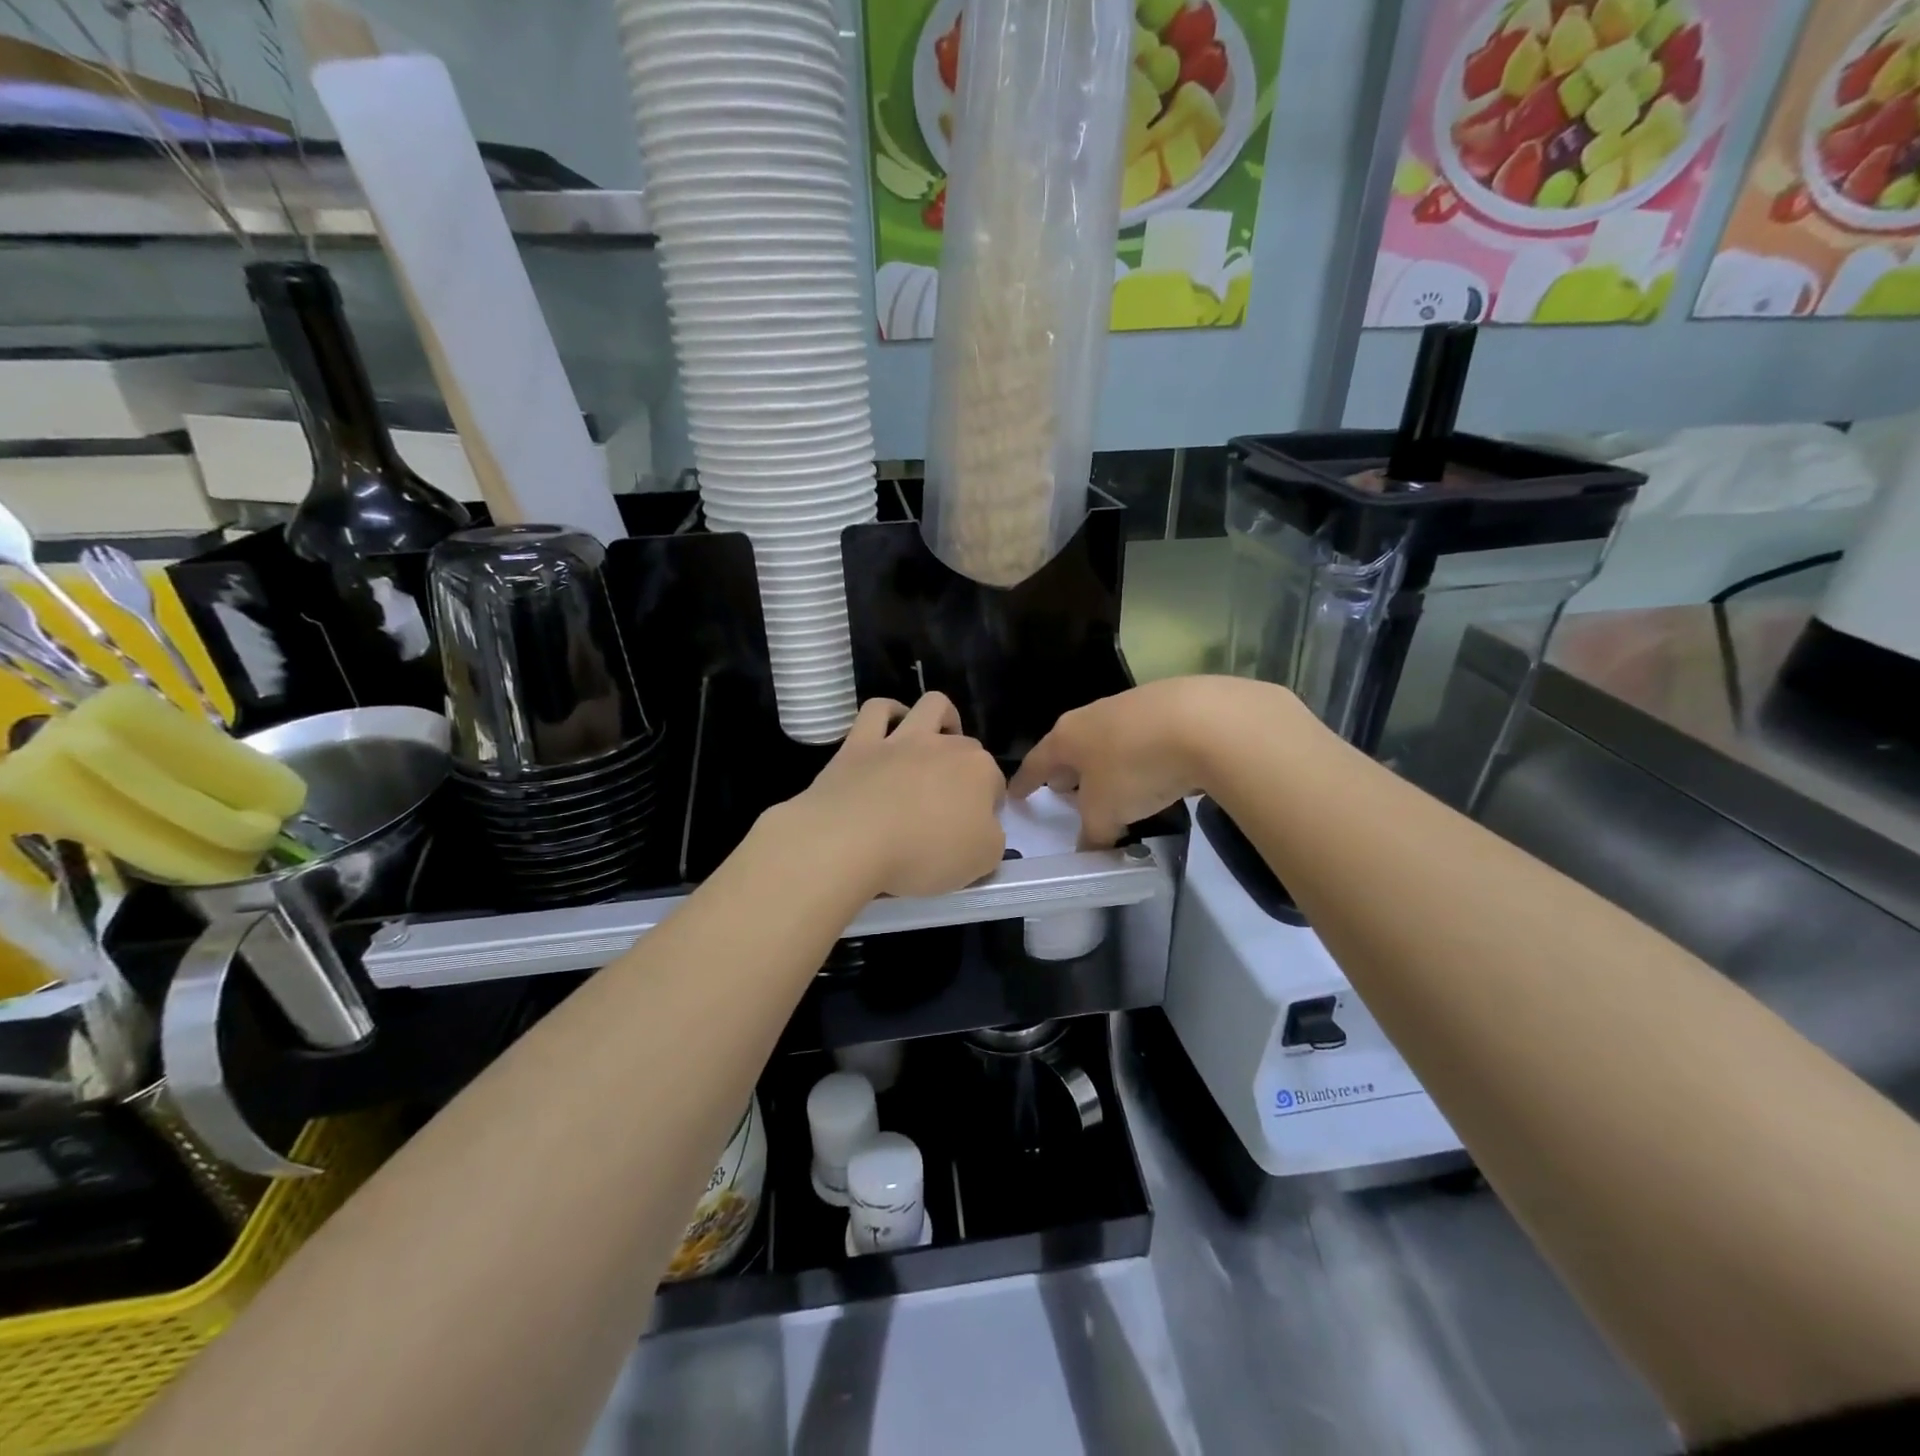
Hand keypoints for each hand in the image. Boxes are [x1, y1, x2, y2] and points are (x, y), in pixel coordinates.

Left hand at [780, 693, 1006, 898]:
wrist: (850, 841)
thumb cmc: (924, 854)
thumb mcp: (980, 862)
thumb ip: (990, 841)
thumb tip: (983, 830)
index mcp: (979, 771)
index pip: (995, 783)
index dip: (989, 806)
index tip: (974, 832)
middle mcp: (944, 745)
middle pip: (967, 747)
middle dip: (965, 768)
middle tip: (950, 804)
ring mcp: (901, 739)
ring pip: (931, 706)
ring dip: (940, 719)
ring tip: (935, 744)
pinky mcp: (860, 743)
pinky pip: (877, 710)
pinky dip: (888, 714)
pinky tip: (888, 731)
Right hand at [1011, 677, 1296, 847]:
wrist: (1205, 721)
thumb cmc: (1135, 768)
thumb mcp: (1106, 812)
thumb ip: (1093, 832)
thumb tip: (1090, 848)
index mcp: (1067, 737)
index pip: (1036, 762)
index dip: (1025, 782)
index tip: (1015, 794)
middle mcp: (1092, 714)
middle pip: (1070, 746)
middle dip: (1066, 770)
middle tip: (1065, 792)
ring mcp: (1130, 704)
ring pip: (1107, 738)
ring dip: (1104, 762)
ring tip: (1112, 785)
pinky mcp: (1169, 703)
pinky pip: (1141, 735)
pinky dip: (1138, 754)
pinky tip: (1154, 770)